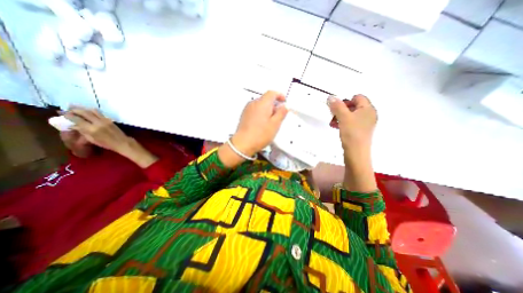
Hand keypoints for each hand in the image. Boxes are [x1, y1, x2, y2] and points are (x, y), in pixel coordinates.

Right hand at [64, 106, 156, 166]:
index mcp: (91, 129)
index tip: (62, 113)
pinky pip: (100, 113)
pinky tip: (88, 112)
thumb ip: (82, 131)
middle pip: (84, 112)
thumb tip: (72, 125)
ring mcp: (105, 120)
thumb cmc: (106, 143)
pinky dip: (92, 111)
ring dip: (83, 108)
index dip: (68, 115)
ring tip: (76, 108)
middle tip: (67, 108)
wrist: (122, 142)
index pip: (77, 119)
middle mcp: (98, 123)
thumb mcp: (91, 139)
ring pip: (93, 111)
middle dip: (74, 109)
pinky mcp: (110, 120)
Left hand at [234, 90, 287, 155]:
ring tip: (271, 121)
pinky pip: (255, 110)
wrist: (243, 143)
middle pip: (266, 99)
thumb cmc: (261, 134)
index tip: (284, 102)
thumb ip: (281, 113)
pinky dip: (261, 112)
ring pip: (260, 105)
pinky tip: (262, 123)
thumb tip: (285, 106)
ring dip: (267, 109)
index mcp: (262, 103)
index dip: (279, 95)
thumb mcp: (275, 124)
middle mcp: (254, 103)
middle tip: (279, 114)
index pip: (272, 93)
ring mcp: (247, 109)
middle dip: (274, 104)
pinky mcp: (244, 115)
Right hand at [326, 93, 376, 192]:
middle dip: (341, 109)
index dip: (346, 100)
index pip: (358, 97)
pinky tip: (337, 127)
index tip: (337, 108)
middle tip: (333, 116)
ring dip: (341, 116)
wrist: (356, 152)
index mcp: (368, 108)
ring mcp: (366, 123)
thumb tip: (330, 96)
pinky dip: (344, 123)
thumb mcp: (343, 117)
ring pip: (351, 115)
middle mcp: (369, 114)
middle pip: (354, 106)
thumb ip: (337, 106)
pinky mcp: (361, 131)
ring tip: (333, 123)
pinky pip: (352, 122)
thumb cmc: (351, 132)